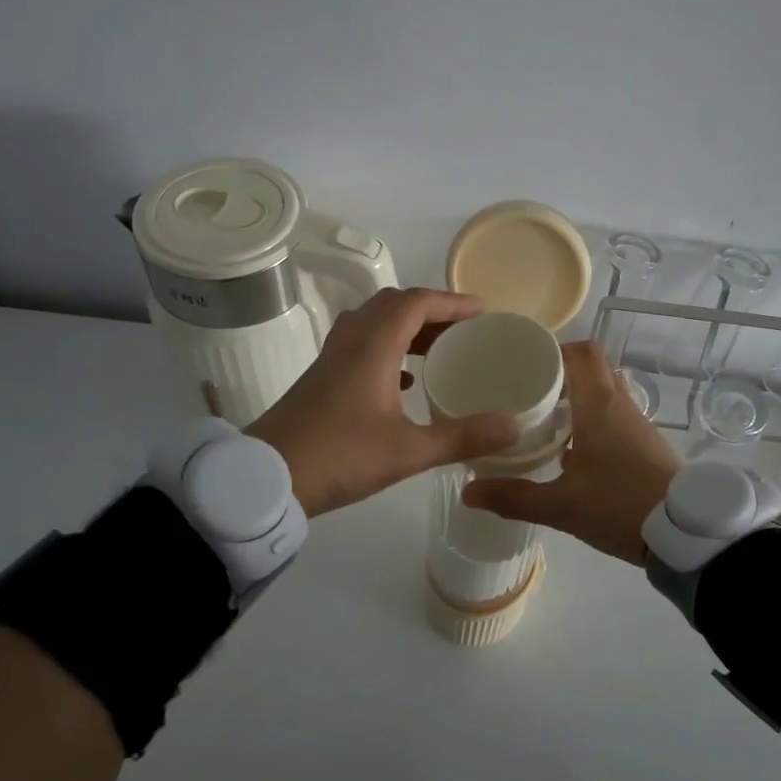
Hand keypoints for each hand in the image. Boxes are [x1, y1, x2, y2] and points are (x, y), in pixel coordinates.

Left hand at [246, 288, 519, 515]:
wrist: (265, 479)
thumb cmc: (338, 457)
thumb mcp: (408, 451)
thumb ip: (462, 437)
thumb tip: (514, 426)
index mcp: (372, 347)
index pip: (416, 303)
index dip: (451, 301)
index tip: (483, 312)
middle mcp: (351, 342)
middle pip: (394, 305)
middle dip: (432, 310)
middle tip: (465, 329)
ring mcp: (332, 359)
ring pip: (375, 324)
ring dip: (409, 328)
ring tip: (441, 349)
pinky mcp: (322, 379)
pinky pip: (362, 345)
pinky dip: (390, 349)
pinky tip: (406, 380)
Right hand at [462, 341, 682, 564]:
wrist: (685, 532)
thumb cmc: (618, 505)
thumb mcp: (561, 506)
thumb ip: (513, 497)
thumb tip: (468, 491)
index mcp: (599, 405)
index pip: (582, 353)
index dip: (554, 350)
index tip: (525, 363)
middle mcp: (621, 405)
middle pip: (594, 369)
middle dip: (562, 374)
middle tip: (529, 391)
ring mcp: (638, 424)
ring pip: (606, 393)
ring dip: (579, 398)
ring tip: (545, 418)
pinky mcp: (648, 444)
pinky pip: (616, 416)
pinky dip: (594, 419)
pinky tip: (573, 449)